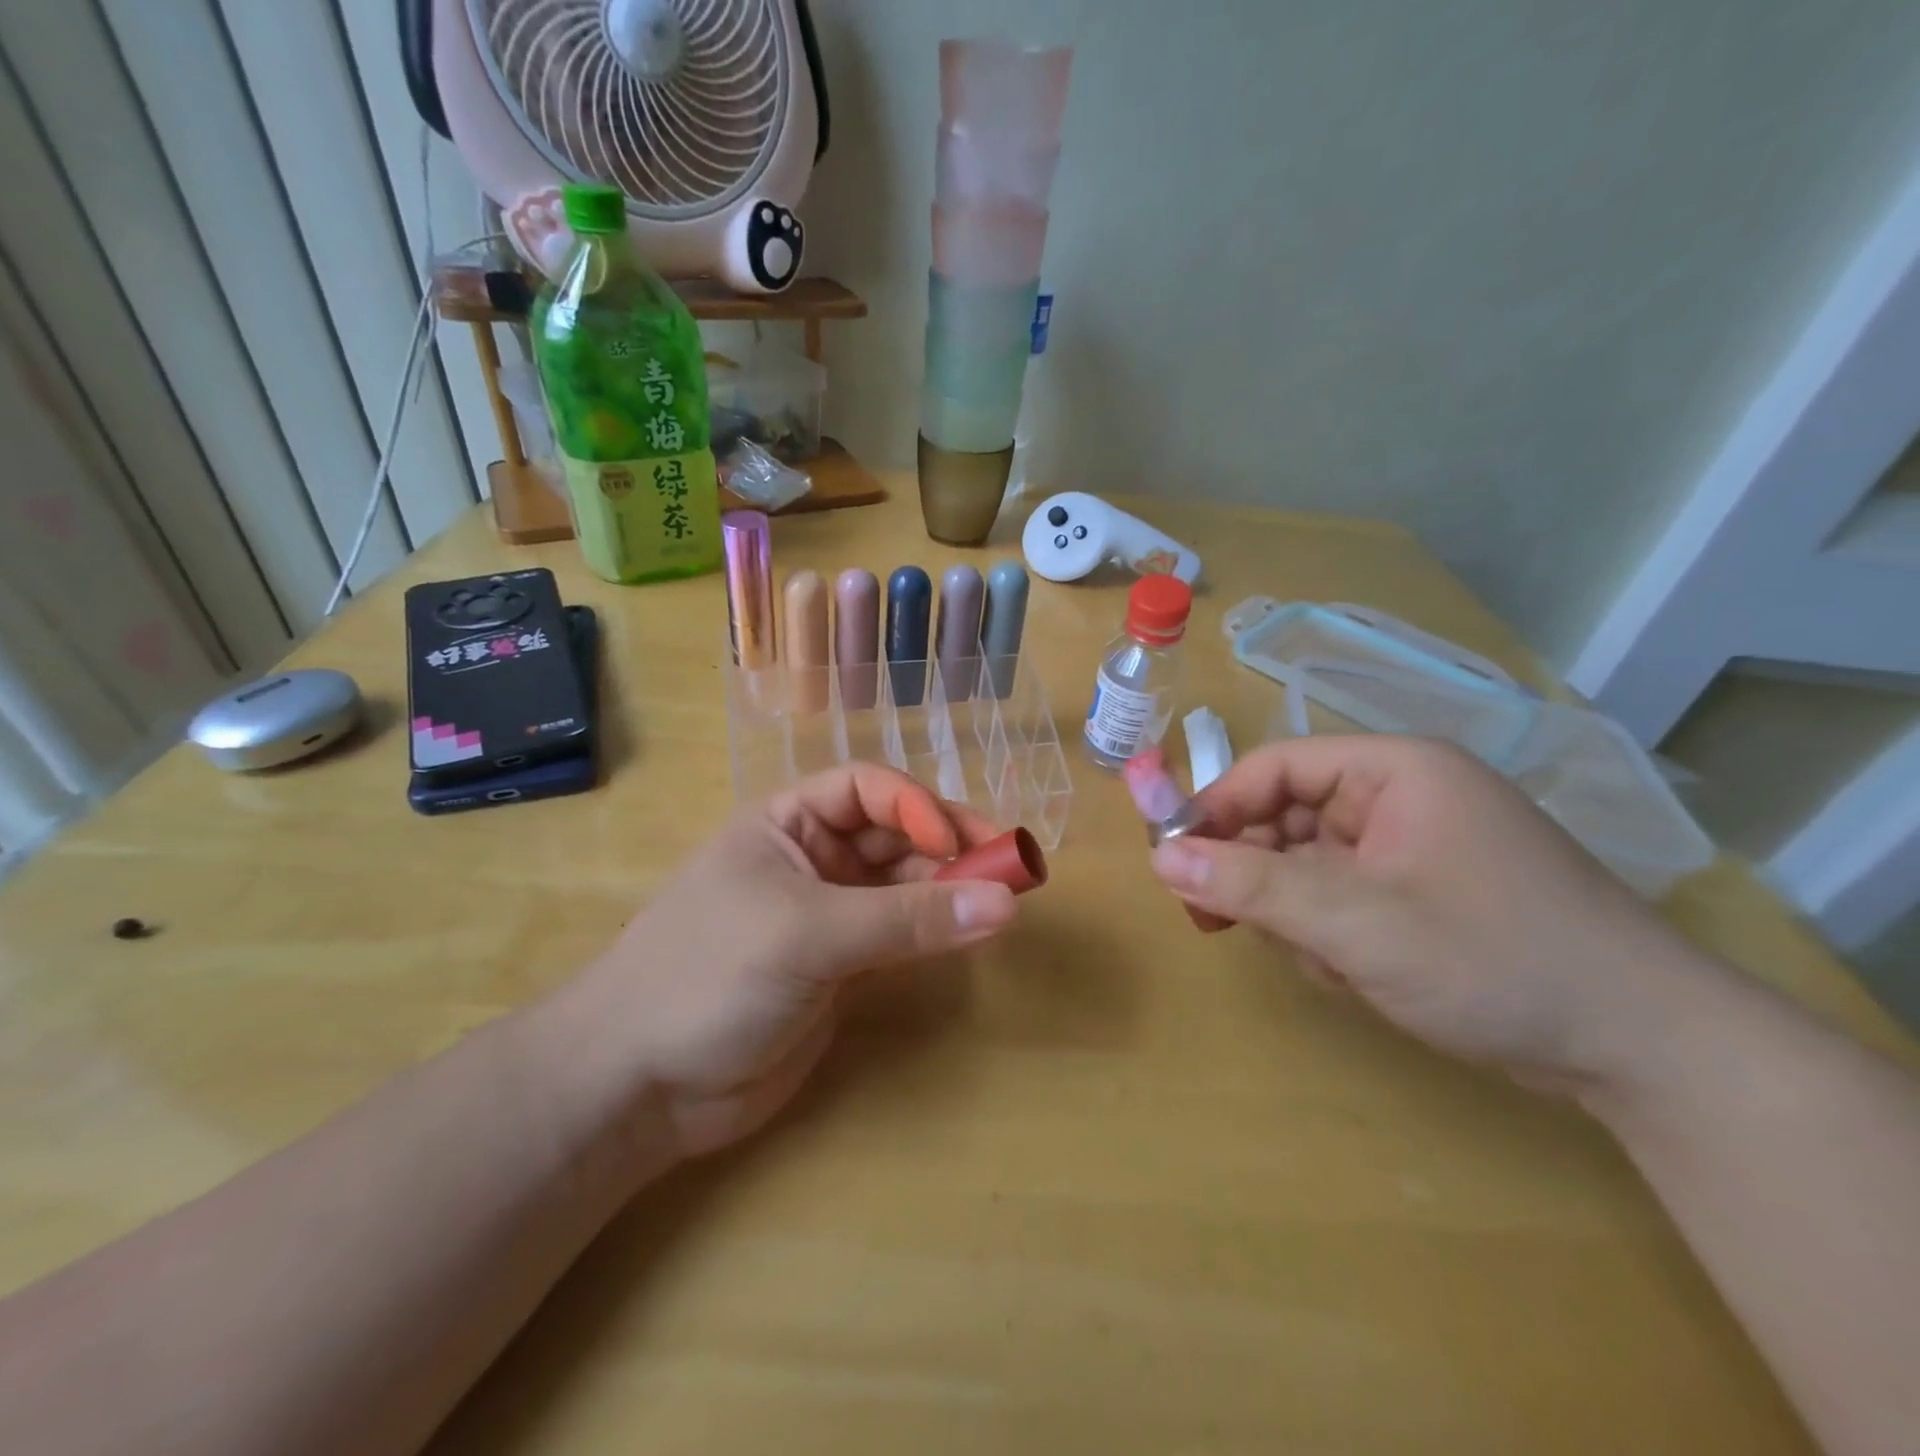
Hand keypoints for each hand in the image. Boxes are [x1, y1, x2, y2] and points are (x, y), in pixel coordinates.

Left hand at [578, 765, 1018, 1156]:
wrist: (639, 1085)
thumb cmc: (709, 976)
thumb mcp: (808, 934)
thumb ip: (908, 919)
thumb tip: (1006, 903)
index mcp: (788, 823)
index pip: (869, 791)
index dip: (919, 808)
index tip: (963, 845)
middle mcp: (813, 859)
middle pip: (896, 835)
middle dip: (950, 846)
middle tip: (1009, 870)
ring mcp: (829, 914)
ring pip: (905, 886)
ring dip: (950, 889)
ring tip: (1002, 903)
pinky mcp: (842, 967)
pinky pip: (900, 935)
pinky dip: (936, 931)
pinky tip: (969, 933)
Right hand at [1149, 736, 1713, 1093]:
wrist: (1645, 1052)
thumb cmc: (1494, 960)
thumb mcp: (1356, 923)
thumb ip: (1251, 886)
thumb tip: (1161, 860)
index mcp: (1393, 770)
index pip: (1275, 767)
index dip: (1218, 808)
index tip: (1176, 861)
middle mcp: (1401, 797)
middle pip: (1286, 816)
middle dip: (1257, 874)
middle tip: (1219, 922)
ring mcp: (1413, 847)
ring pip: (1307, 865)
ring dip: (1297, 913)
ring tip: (1328, 962)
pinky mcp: (1421, 893)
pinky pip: (1340, 896)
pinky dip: (1330, 934)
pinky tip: (1356, 974)